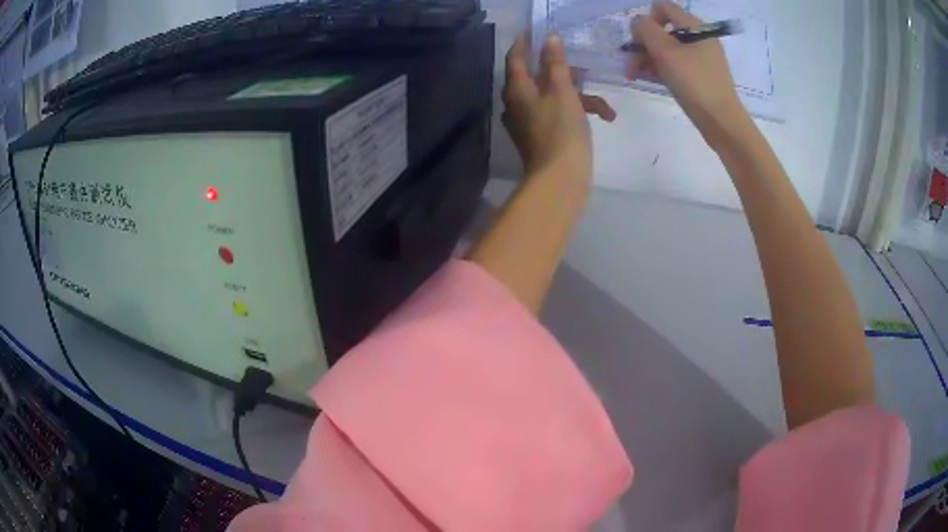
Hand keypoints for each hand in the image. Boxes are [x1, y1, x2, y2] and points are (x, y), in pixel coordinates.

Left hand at [502, 35, 615, 178]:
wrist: (560, 179)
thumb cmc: (562, 131)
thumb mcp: (562, 91)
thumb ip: (555, 64)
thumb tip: (549, 39)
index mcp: (517, 89)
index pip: (516, 57)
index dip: (524, 43)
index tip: (534, 31)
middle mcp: (516, 103)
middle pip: (536, 77)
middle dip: (562, 72)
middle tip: (581, 68)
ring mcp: (527, 121)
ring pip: (551, 97)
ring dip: (578, 96)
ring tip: (604, 107)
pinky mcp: (539, 135)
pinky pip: (555, 114)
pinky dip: (575, 112)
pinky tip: (601, 117)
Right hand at [627, 2, 749, 149]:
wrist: (722, 122)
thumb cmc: (694, 82)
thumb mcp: (664, 51)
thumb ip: (645, 29)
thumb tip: (638, 23)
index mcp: (695, 26)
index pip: (662, 8)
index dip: (646, 20)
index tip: (639, 41)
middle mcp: (699, 37)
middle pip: (663, 29)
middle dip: (643, 43)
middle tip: (631, 64)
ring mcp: (701, 57)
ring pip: (667, 48)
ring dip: (648, 57)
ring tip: (635, 75)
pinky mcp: (701, 74)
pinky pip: (676, 63)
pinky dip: (661, 67)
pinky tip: (649, 79)